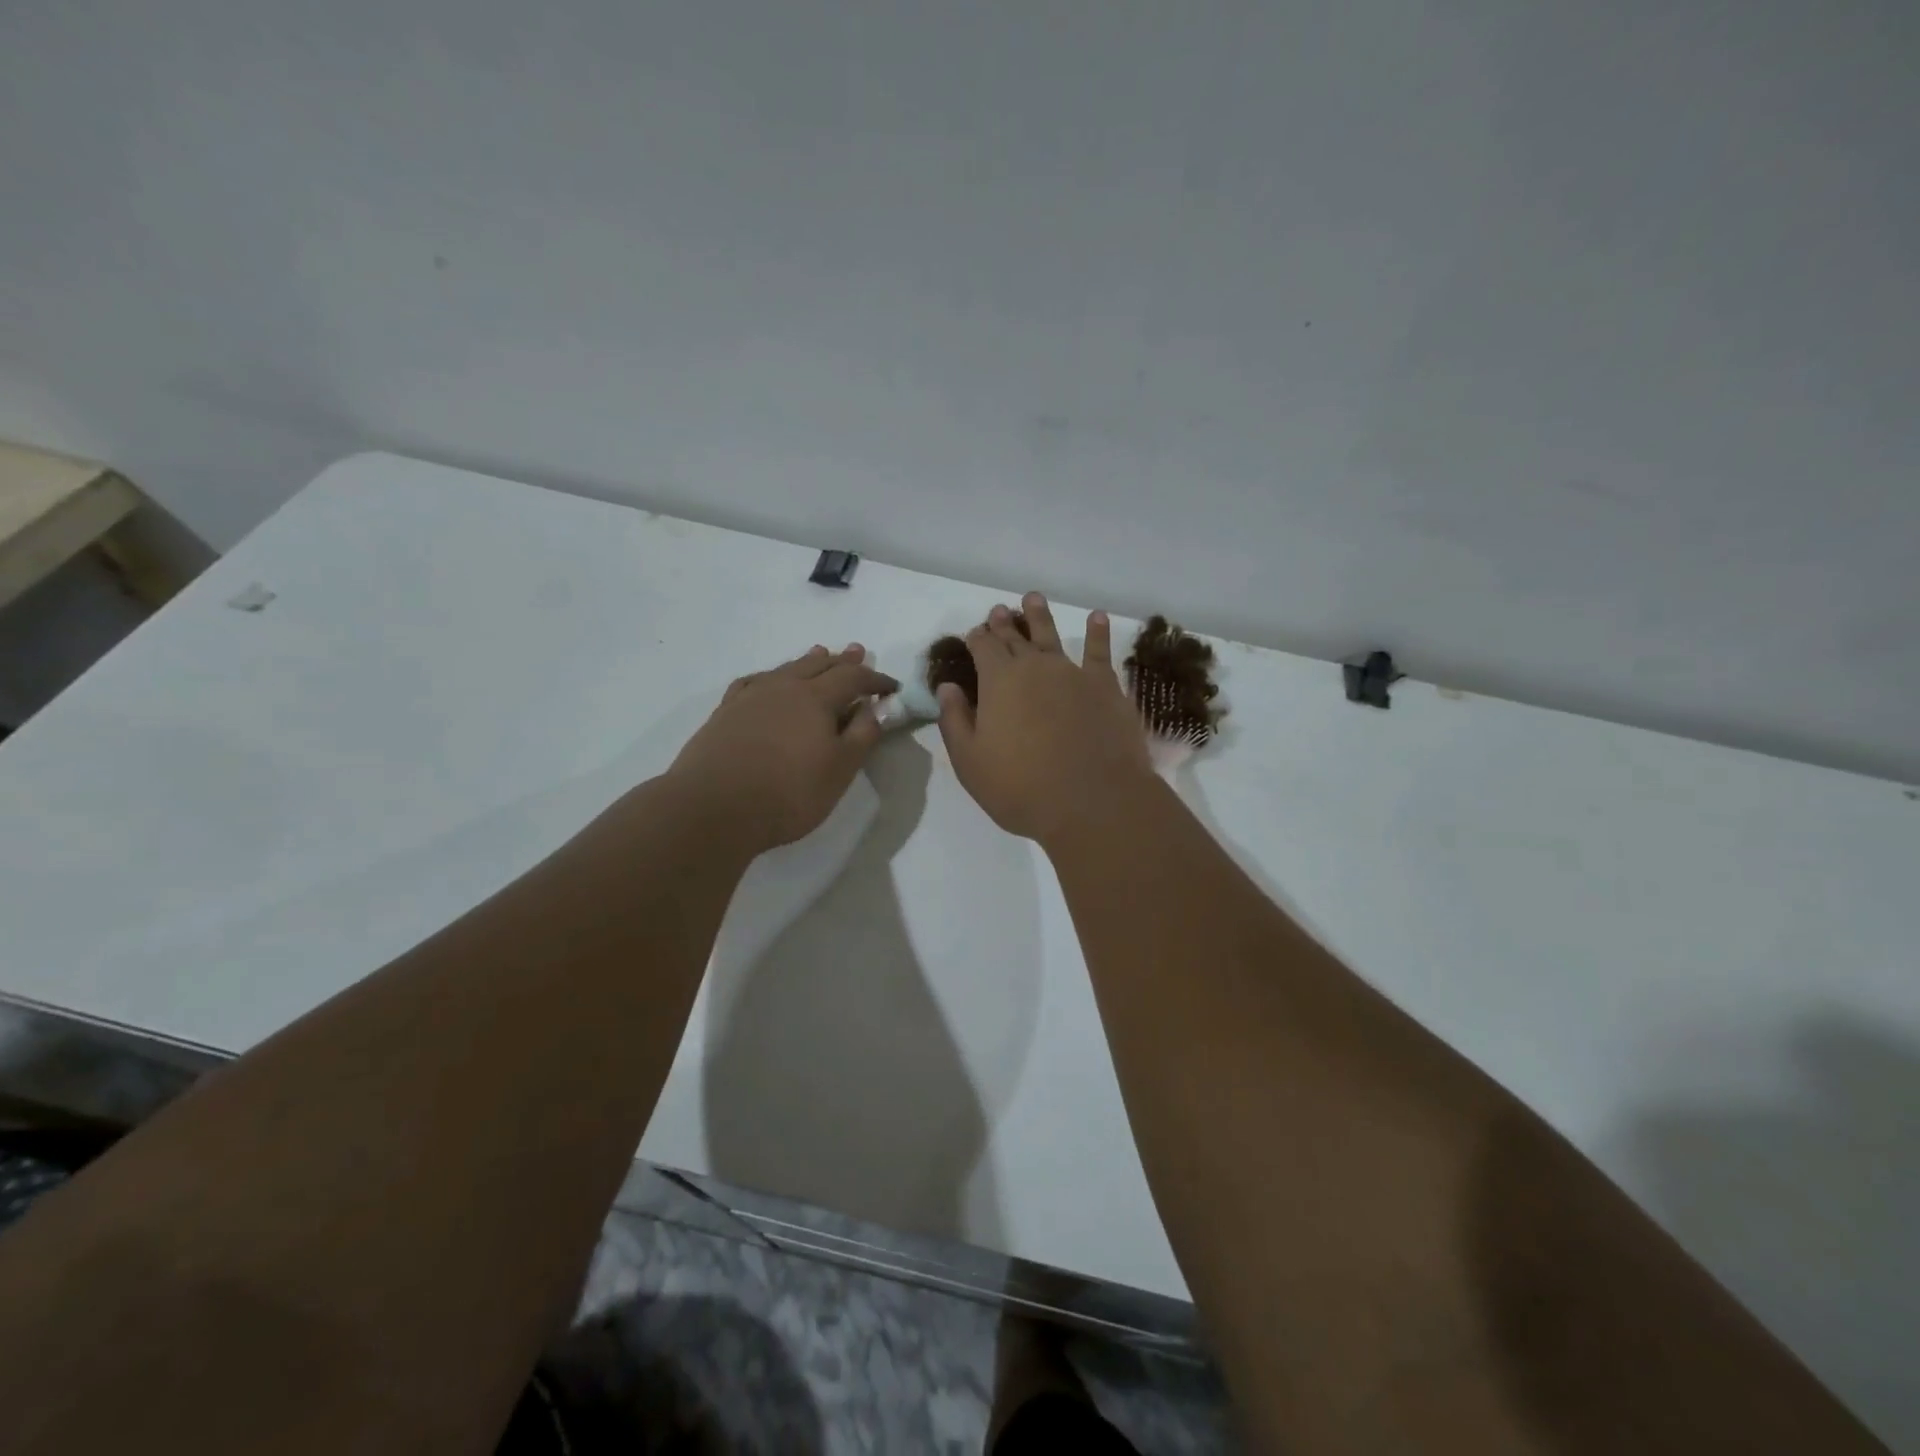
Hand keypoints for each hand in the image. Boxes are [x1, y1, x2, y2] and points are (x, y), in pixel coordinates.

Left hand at [667, 644, 897, 853]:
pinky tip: (768, 682)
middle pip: (819, 665)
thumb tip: (873, 708)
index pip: (853, 678)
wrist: (713, 809)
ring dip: (808, 661)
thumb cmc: (788, 793)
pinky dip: (770, 676)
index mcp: (816, 698)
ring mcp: (750, 697)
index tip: (892, 687)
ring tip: (819, 653)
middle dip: (842, 660)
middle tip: (858, 652)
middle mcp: (783, 687)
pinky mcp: (725, 712)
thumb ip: (862, 736)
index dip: (875, 680)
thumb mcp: (840, 770)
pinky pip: (754, 682)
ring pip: (786, 669)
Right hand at [936, 594, 1153, 847]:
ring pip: (1052, 635)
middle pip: (1015, 637)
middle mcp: (1035, 666)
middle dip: (1004, 623)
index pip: (983, 647)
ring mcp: (1073, 673)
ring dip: (1040, 615)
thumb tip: (948, 687)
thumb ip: (955, 720)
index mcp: (998, 681)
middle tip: (999, 610)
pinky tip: (1098, 617)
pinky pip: (1100, 651)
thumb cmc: (1022, 788)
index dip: (977, 638)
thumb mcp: (971, 762)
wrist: (1093, 802)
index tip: (974, 633)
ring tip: (1033, 598)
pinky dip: (1098, 632)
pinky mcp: (1106, 686)